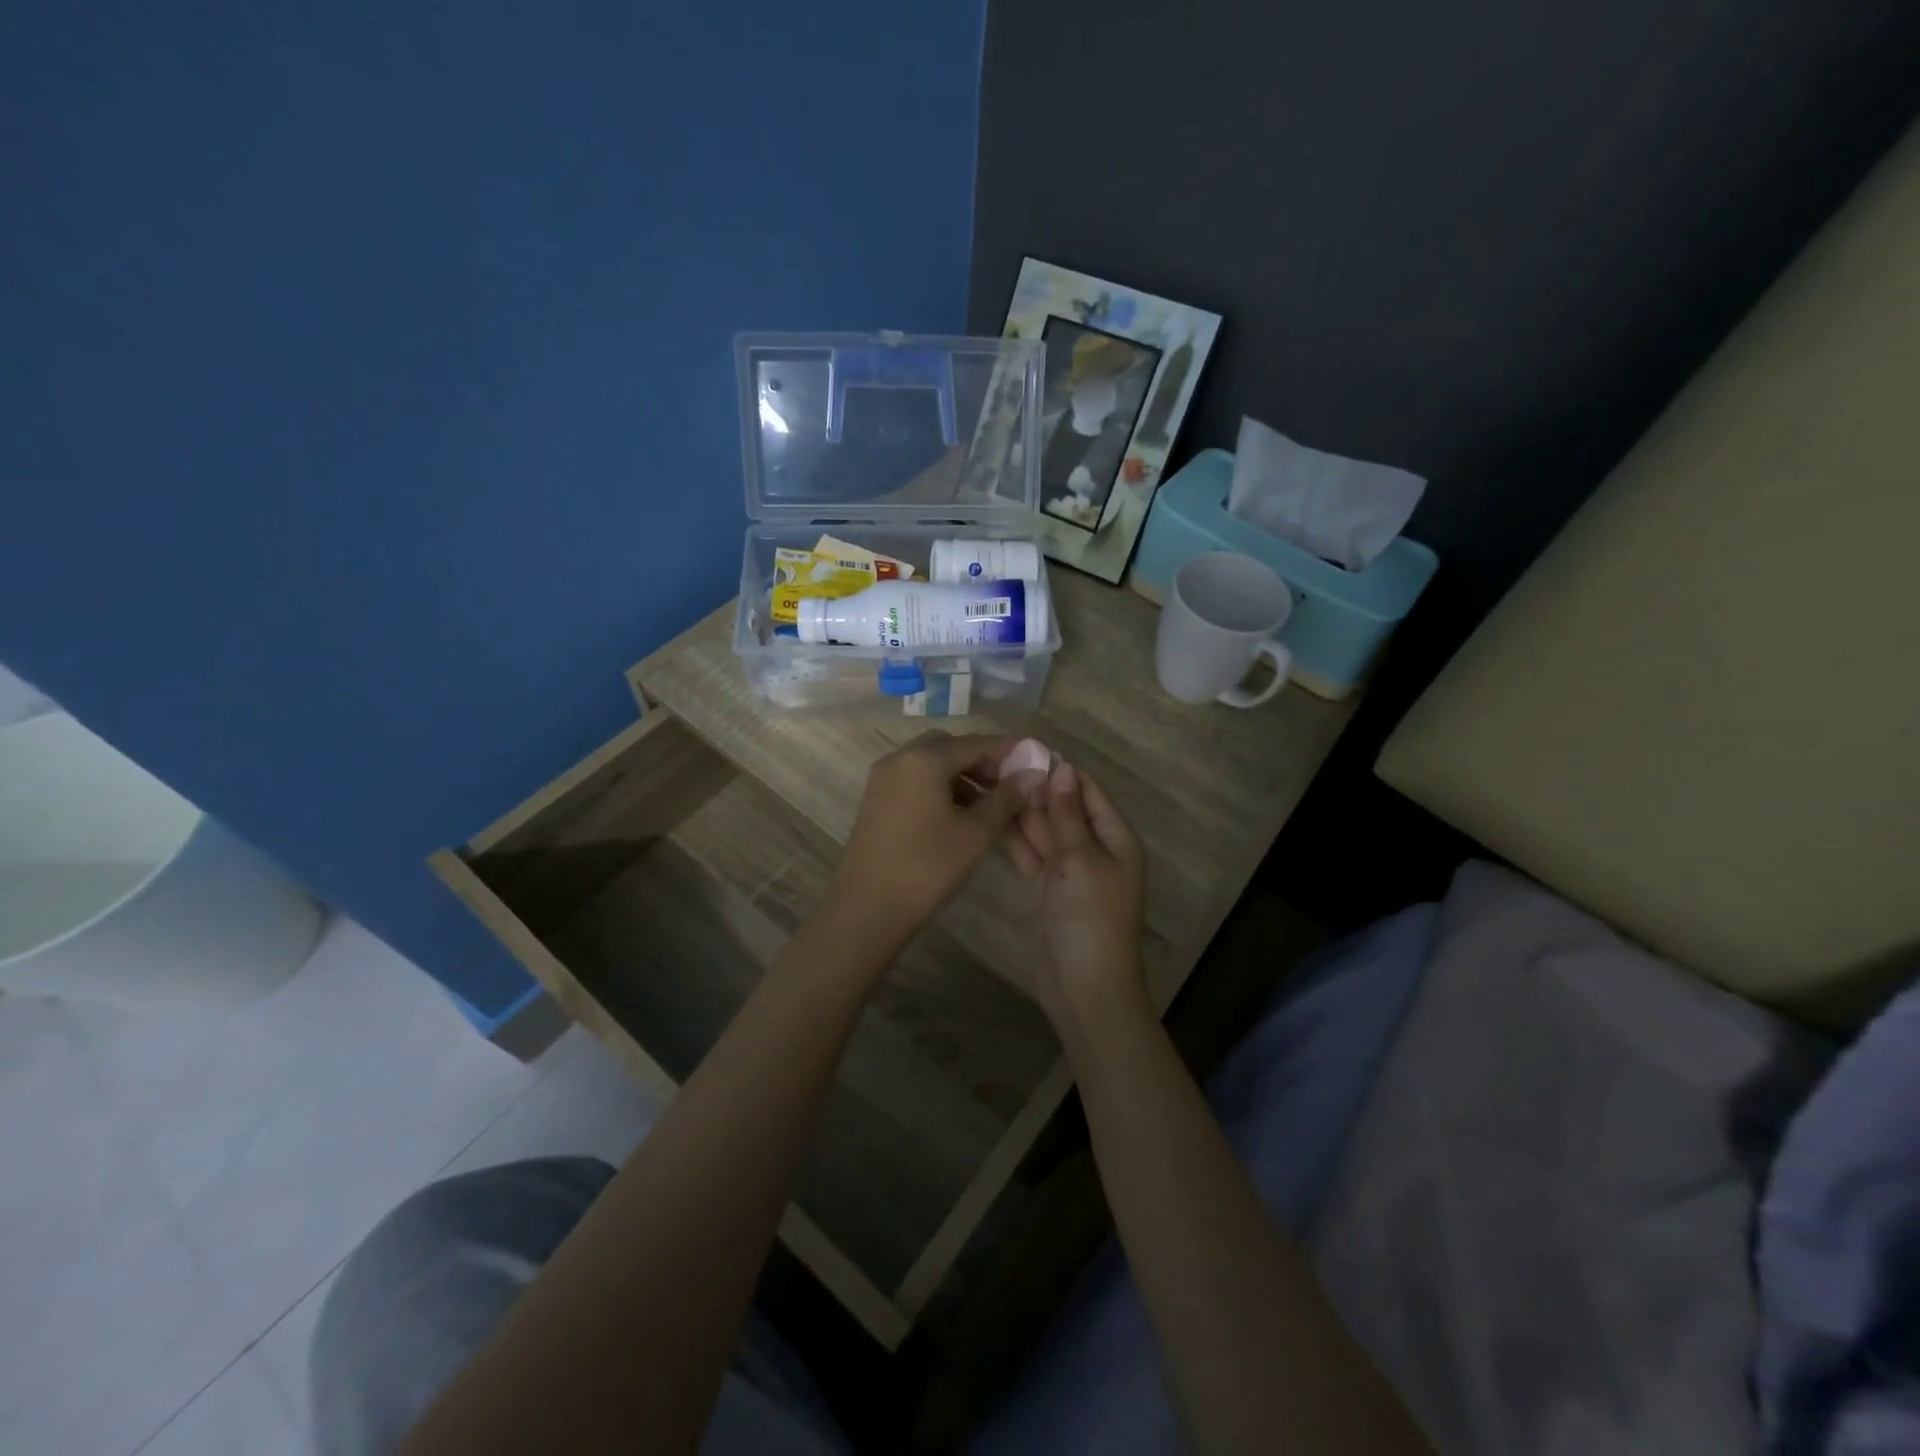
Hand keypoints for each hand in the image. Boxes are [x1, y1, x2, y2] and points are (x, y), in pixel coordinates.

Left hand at [827, 733, 1044, 950]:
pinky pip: (916, 782)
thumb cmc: (927, 868)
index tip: (1037, 762)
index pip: (976, 743)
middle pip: (951, 748)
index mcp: (924, 759)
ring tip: (993, 806)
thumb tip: (1033, 773)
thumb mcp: (975, 833)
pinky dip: (942, 789)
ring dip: (964, 778)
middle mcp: (899, 759)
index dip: (1009, 752)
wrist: (867, 909)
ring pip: (932, 765)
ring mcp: (883, 780)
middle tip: (1011, 786)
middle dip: (983, 763)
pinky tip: (962, 816)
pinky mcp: (877, 801)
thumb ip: (1006, 798)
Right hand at [1006, 759, 1149, 1034]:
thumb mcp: (1081, 860)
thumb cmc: (1092, 918)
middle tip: (997, 762)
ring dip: (1021, 810)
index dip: (1061, 770)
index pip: (1088, 792)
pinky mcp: (1046, 889)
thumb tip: (1062, 768)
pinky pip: (1030, 854)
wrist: (1084, 987)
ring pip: (1043, 831)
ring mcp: (1068, 870)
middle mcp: (1093, 850)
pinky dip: (1014, 838)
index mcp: (1115, 839)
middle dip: (1036, 788)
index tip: (1027, 747)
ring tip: (988, 781)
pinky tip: (990, 816)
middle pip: (1064, 809)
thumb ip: (1067, 815)